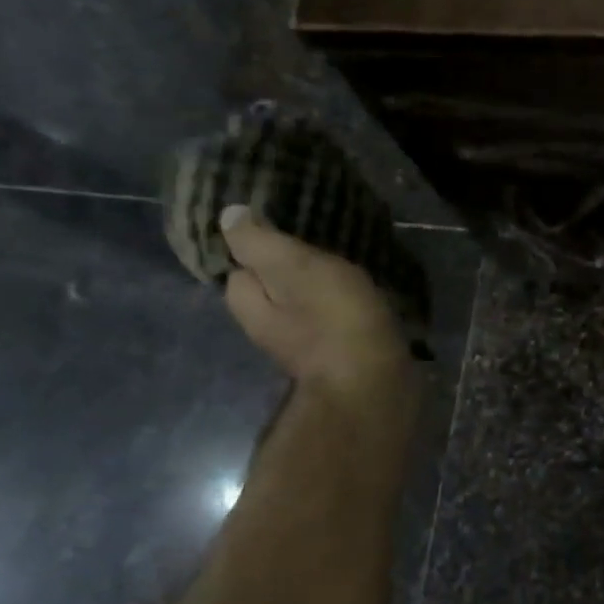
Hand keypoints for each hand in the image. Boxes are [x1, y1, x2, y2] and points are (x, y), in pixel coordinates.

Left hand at [220, 205, 411, 401]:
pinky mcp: (342, 357)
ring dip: (322, 289)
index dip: (257, 247)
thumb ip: (259, 242)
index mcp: (251, 307)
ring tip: (349, 265)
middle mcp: (271, 330)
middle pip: (273, 291)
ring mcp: (308, 348)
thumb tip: (227, 216)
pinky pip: (336, 322)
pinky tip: (367, 297)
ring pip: (306, 307)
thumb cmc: (333, 321)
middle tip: (322, 245)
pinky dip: (346, 309)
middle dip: (291, 270)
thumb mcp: (293, 268)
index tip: (282, 228)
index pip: (240, 270)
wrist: (376, 387)